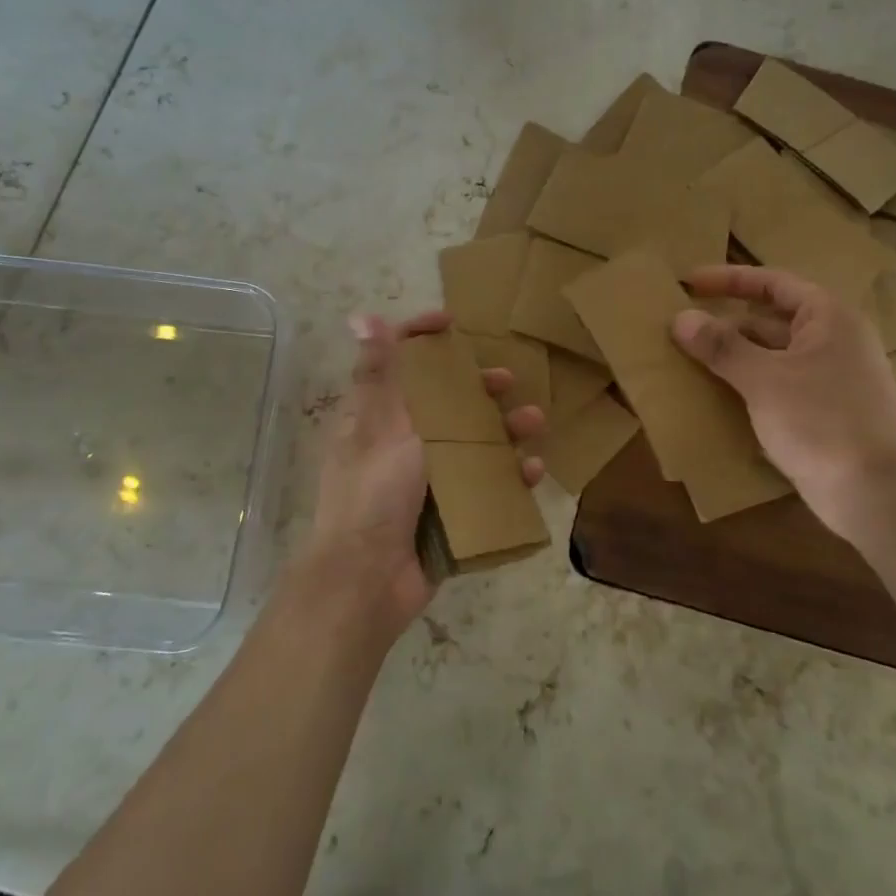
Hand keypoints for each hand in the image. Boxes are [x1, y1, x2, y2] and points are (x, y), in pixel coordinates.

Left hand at [303, 310, 544, 634]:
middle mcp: (402, 444)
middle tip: (506, 380)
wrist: (367, 581)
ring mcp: (427, 480)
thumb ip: (378, 372)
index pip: (398, 365)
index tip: (452, 325)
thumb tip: (360, 314)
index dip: (421, 340)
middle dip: (477, 388)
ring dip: (504, 429)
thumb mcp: (379, 426)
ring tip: (535, 422)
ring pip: (472, 443)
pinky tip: (531, 471)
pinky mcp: (449, 512)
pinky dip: (509, 477)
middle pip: (444, 402)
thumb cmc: (372, 493)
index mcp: (378, 418)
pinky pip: (485, 487)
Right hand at [671, 265, 895, 539]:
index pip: (772, 283)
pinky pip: (779, 386)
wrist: (878, 495)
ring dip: (734, 357)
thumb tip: (680, 318)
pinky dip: (749, 385)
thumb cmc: (822, 421)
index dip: (728, 280)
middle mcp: (834, 341)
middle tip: (681, 329)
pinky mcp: (826, 413)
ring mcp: (832, 379)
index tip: (688, 283)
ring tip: (689, 361)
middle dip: (726, 324)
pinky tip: (717, 398)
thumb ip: (722, 347)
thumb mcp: (764, 380)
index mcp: (828, 318)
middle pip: (770, 320)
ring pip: (772, 356)